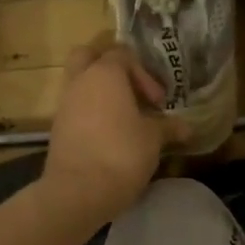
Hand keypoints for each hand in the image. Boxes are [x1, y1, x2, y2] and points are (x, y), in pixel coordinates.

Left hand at [40, 36, 185, 225]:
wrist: (78, 191)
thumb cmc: (121, 153)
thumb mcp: (153, 139)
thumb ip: (168, 127)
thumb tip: (187, 128)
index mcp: (105, 73)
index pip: (123, 54)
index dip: (144, 74)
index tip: (157, 102)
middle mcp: (80, 81)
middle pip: (89, 57)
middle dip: (110, 68)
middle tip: (131, 91)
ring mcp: (64, 103)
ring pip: (80, 83)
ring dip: (101, 93)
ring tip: (125, 118)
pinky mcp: (57, 127)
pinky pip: (75, 107)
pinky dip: (90, 112)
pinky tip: (109, 135)